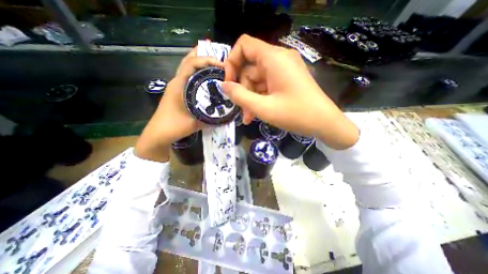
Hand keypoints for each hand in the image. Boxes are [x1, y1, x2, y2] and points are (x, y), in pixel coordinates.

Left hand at [134, 47, 223, 161]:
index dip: (207, 60)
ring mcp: (176, 86)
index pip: (192, 64)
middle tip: (219, 57)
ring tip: (215, 64)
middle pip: (189, 61)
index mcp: (179, 85)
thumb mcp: (196, 122)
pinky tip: (207, 78)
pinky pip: (189, 77)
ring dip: (200, 64)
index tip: (222, 65)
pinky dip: (198, 73)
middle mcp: (177, 82)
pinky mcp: (178, 92)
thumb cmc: (174, 127)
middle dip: (203, 56)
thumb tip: (227, 111)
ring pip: (188, 68)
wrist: (158, 134)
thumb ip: (212, 117)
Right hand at [223, 35, 356, 150]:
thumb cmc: (296, 115)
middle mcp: (279, 59)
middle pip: (250, 68)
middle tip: (243, 111)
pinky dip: (261, 98)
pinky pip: (267, 85)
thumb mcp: (263, 108)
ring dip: (251, 98)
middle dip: (243, 91)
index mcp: (274, 59)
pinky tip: (258, 113)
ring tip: (250, 117)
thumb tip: (223, 86)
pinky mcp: (287, 80)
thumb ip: (240, 96)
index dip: (232, 62)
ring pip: (258, 80)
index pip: (244, 45)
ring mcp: (284, 70)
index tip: (229, 84)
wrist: (325, 123)